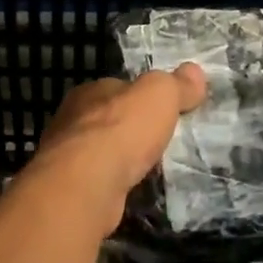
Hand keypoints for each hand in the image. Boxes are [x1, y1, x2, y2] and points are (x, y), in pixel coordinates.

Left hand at [26, 65, 208, 226]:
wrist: (86, 186)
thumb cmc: (121, 131)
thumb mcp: (159, 96)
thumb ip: (176, 85)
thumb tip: (194, 71)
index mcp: (89, 92)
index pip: (119, 88)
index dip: (142, 96)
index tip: (165, 109)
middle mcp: (72, 121)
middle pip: (110, 120)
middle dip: (132, 130)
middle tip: (162, 141)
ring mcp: (68, 158)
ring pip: (102, 153)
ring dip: (123, 159)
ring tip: (152, 169)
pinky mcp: (72, 189)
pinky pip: (100, 181)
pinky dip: (116, 183)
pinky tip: (133, 190)